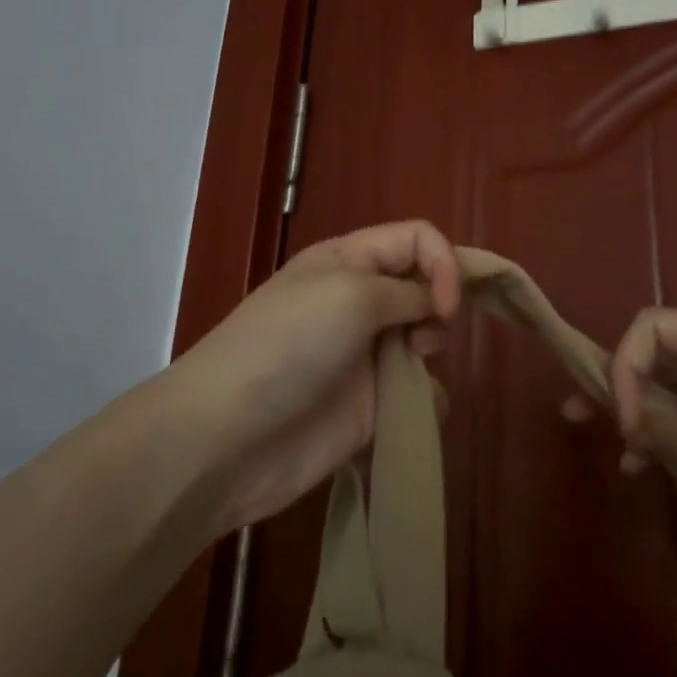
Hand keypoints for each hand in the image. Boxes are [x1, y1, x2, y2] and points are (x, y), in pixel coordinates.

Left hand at [167, 221, 462, 532]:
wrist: (230, 436)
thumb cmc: (289, 344)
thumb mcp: (350, 293)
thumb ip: (407, 290)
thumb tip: (436, 305)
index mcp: (349, 261)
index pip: (416, 239)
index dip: (443, 263)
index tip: (446, 305)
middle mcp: (360, 301)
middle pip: (425, 287)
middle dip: (441, 307)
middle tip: (426, 336)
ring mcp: (365, 355)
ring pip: (426, 339)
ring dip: (433, 352)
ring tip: (412, 372)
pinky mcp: (370, 407)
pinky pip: (419, 394)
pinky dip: (426, 401)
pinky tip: (411, 411)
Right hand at [607, 308, 676, 577]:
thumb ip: (673, 434)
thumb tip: (625, 421)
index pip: (655, 327)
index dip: (626, 365)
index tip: (626, 423)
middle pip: (663, 356)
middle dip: (622, 385)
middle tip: (579, 417)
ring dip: (645, 420)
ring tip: (618, 457)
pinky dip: (676, 445)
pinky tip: (655, 474)